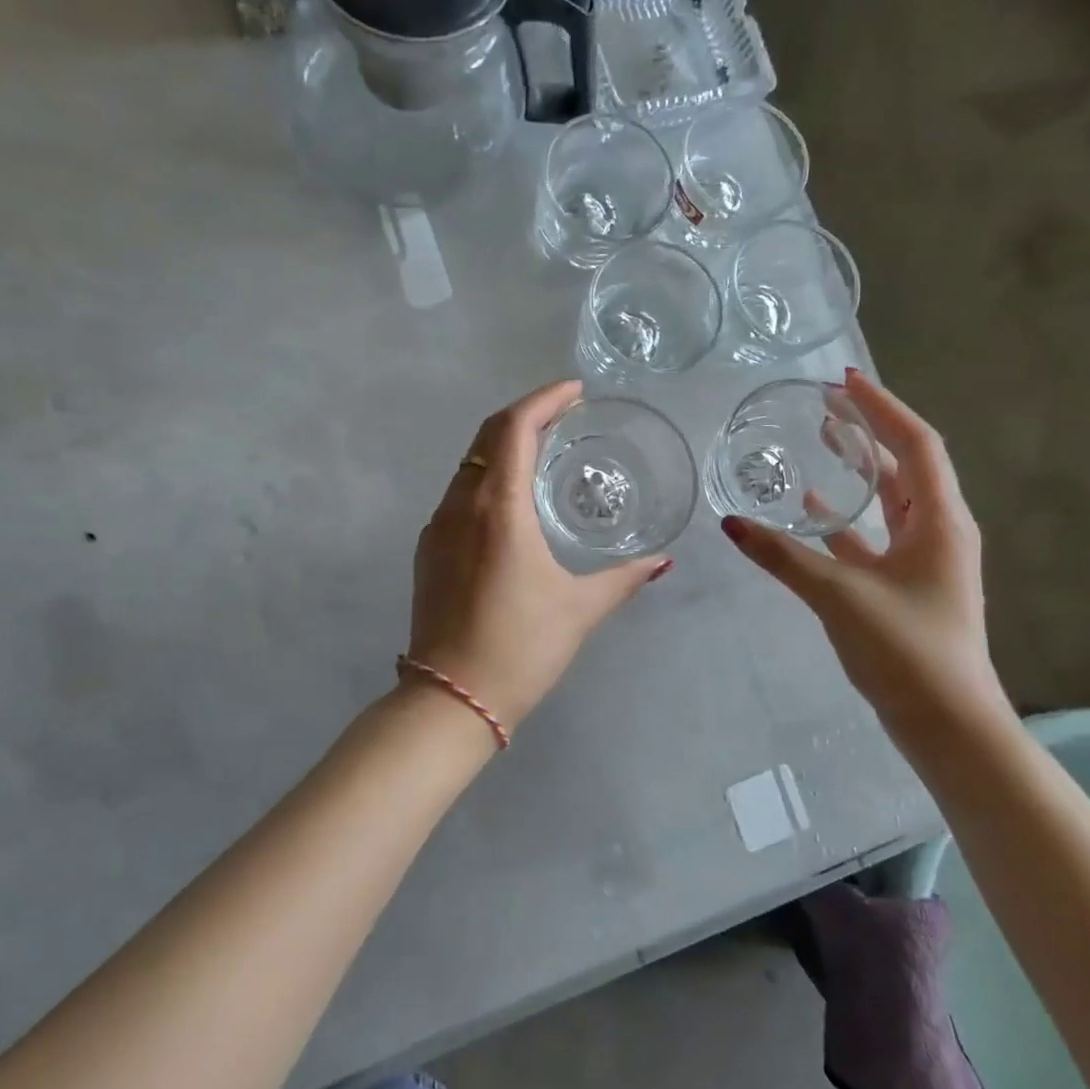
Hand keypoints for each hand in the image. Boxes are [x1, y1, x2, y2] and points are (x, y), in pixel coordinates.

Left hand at [408, 380, 669, 733]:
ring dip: (503, 445)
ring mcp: (437, 526)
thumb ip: (623, 578)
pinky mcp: (427, 549)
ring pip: (469, 463)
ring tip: (543, 449)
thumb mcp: (579, 609)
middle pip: (487, 436)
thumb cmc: (520, 648)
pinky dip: (487, 477)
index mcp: (498, 508)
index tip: (575, 391)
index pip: (515, 428)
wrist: (449, 698)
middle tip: (564, 413)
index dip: (544, 399)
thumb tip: (662, 562)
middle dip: (525, 414)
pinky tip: (511, 499)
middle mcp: (460, 505)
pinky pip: (459, 493)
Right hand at [720, 370, 1003, 726]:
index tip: (844, 381)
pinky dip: (843, 517)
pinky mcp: (902, 585)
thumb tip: (730, 523)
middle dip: (869, 429)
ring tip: (821, 439)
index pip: (916, 443)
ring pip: (887, 499)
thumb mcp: (839, 595)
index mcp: (938, 521)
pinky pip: (870, 535)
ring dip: (858, 469)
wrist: (946, 724)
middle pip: (905, 464)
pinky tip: (810, 509)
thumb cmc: (906, 649)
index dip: (882, 408)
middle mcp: (936, 531)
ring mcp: (921, 560)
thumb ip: (783, 556)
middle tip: (827, 402)